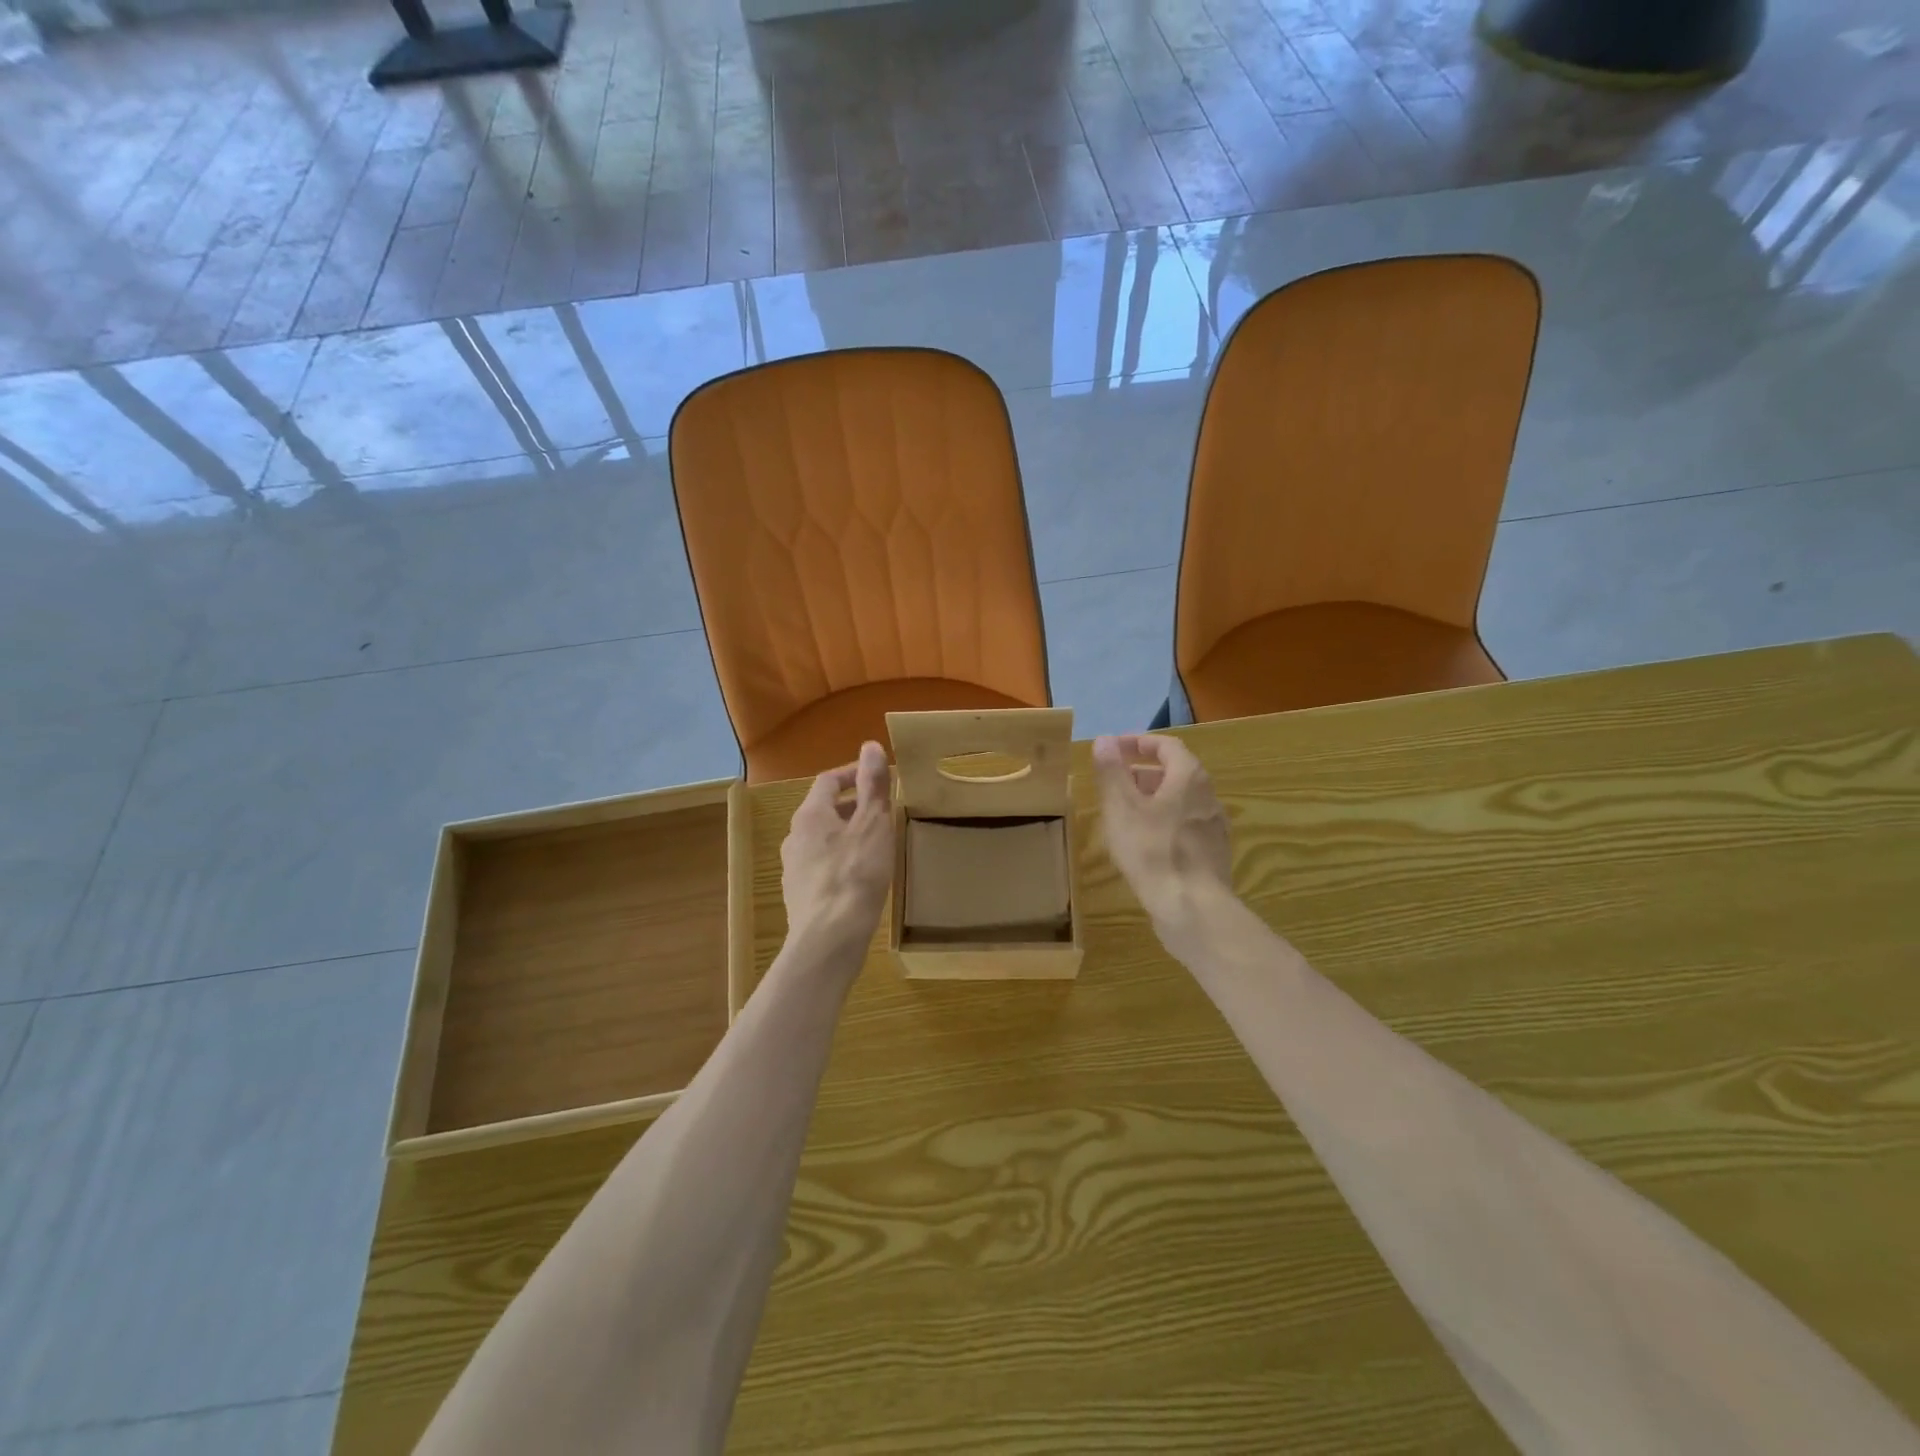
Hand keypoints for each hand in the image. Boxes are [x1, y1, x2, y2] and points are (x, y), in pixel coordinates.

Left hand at [781, 741, 894, 951]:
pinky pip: (821, 866)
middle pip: (823, 810)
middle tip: (883, 811)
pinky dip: (840, 860)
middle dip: (853, 806)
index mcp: (810, 815)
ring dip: (846, 834)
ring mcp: (793, 868)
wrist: (829, 938)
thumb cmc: (855, 874)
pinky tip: (860, 877)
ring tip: (875, 844)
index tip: (878, 777)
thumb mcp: (873, 823)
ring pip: (822, 840)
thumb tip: (870, 745)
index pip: (828, 781)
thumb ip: (873, 785)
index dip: (853, 773)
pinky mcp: (799, 896)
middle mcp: (794, 837)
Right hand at [1092, 733, 1233, 933]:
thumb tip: (1104, 740)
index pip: (1167, 746)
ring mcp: (1214, 828)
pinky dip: (1164, 822)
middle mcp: (1208, 797)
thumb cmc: (1152, 851)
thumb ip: (1112, 772)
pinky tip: (1145, 844)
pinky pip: (1186, 826)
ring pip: (1181, 802)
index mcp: (1189, 778)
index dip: (1140, 743)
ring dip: (1153, 799)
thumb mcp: (1122, 808)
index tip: (1116, 748)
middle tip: (1115, 782)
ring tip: (1125, 813)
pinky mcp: (1212, 855)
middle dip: (1143, 773)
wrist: (1192, 908)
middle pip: (1176, 773)